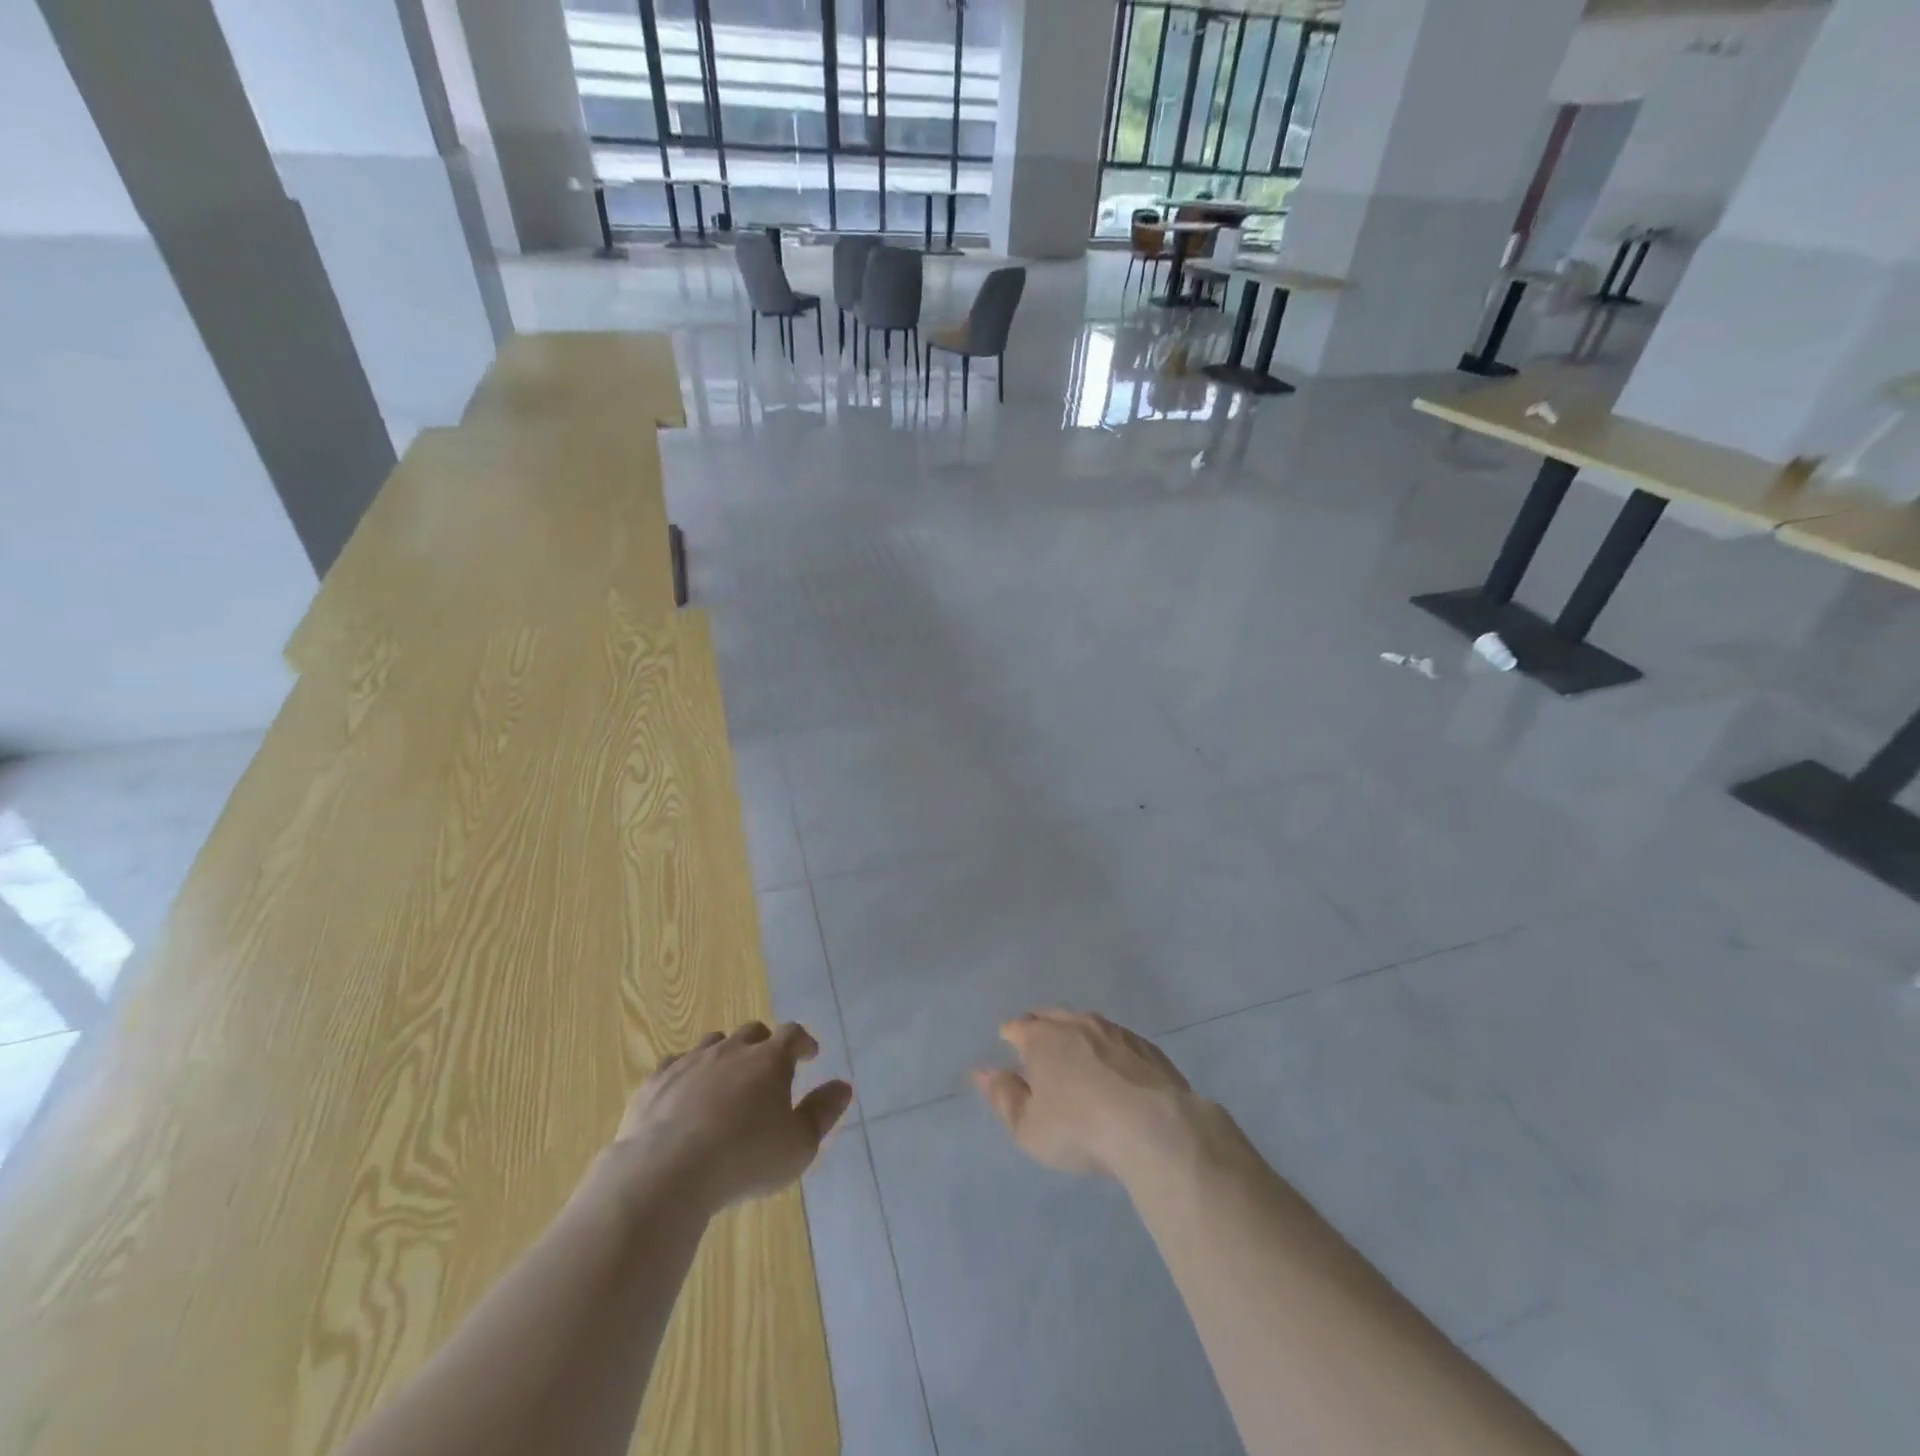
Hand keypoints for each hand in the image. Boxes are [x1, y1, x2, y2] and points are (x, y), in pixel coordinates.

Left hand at [608, 1021, 852, 1215]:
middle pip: (752, 1033)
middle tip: (768, 1067)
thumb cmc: (745, 1158)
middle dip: (764, 1045)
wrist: (667, 1172)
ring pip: (713, 1043)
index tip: (809, 1054)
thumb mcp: (799, 1145)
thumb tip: (843, 1086)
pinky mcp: (656, 1082)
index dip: (803, 1042)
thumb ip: (823, 1112)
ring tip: (726, 1078)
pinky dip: (686, 1074)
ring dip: (725, 1055)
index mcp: (769, 1060)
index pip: (793, 1034)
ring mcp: (690, 1062)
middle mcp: (731, 1050)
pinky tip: (684, 1093)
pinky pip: (675, 1065)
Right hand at [972, 1008, 1211, 1179]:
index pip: (1017, 1026)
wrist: (1154, 1128)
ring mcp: (1114, 1031)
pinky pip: (1117, 1038)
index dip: (1009, 1034)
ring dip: (1076, 1032)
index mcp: (1042, 1038)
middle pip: (1051, 1015)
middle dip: (1040, 1025)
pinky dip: (1108, 1047)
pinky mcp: (1146, 1047)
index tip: (1007, 1043)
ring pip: (1086, 1022)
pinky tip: (1113, 1065)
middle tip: (1037, 1041)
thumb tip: (982, 1072)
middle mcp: (1076, 1024)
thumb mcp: (1029, 1127)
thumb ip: (1003, 1097)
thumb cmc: (1079, 1129)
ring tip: (1074, 1050)